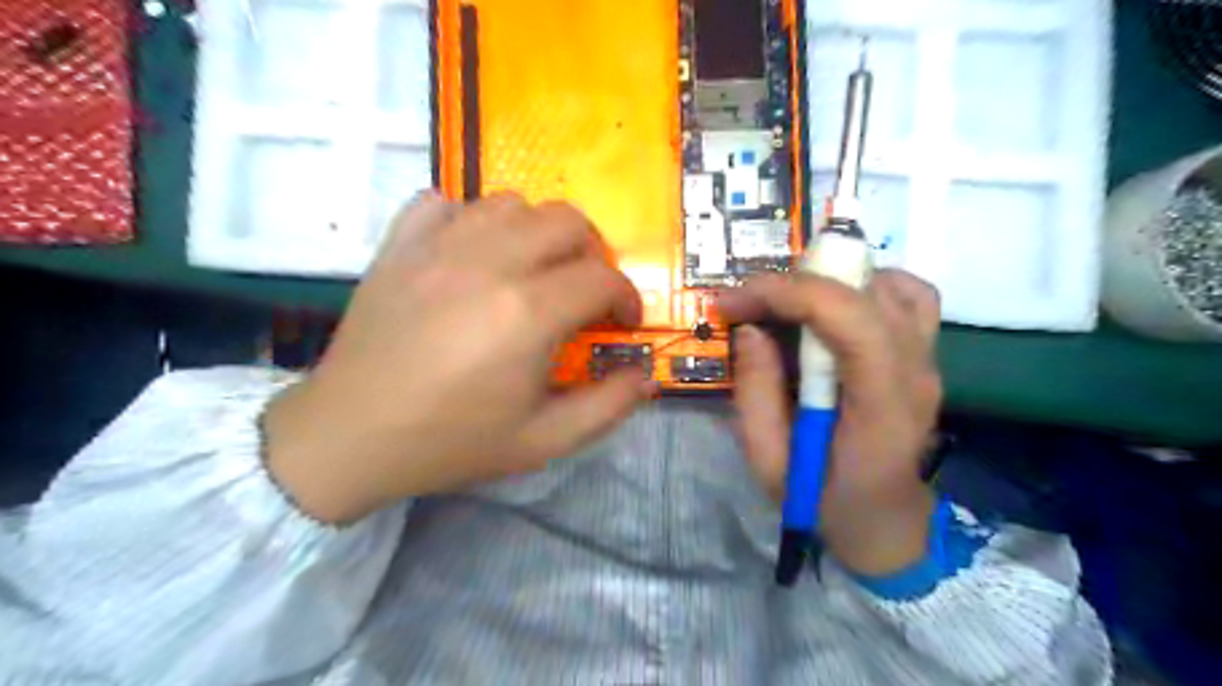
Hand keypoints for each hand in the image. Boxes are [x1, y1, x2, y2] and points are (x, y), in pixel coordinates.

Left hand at [262, 194, 653, 524]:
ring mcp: (437, 246)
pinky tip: (471, 253)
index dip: (625, 297)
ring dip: (537, 231)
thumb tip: (646, 376)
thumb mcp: (543, 441)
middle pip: (565, 221)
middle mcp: (488, 263)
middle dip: (592, 253)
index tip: (622, 320)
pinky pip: (443, 202)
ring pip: (510, 202)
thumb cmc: (451, 442)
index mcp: (528, 313)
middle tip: (585, 288)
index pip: (601, 279)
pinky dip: (469, 219)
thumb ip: (606, 407)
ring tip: (533, 268)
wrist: (350, 436)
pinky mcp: (398, 244)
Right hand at [718, 270, 942, 575]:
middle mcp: (916, 373)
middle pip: (868, 292)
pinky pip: (909, 297)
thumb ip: (755, 395)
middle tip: (748, 304)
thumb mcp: (770, 463)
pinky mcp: (925, 356)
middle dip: (796, 283)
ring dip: (829, 281)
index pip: (851, 320)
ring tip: (786, 304)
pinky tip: (833, 305)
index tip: (734, 302)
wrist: (886, 524)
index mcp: (881, 407)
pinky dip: (865, 285)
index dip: (790, 294)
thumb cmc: (825, 503)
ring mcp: (929, 361)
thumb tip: (751, 329)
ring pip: (892, 286)